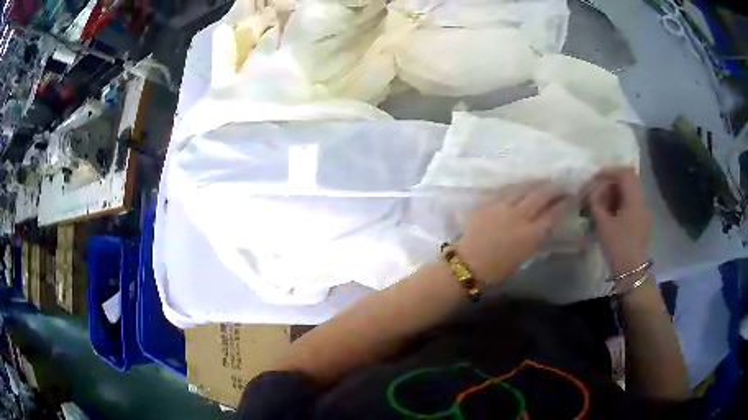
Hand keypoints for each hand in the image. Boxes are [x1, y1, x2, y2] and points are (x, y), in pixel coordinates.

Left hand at [456, 183, 568, 280]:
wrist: (467, 265)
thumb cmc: (496, 272)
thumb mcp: (523, 258)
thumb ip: (534, 241)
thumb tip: (541, 228)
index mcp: (530, 235)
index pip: (553, 214)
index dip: (564, 204)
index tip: (571, 196)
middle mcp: (519, 216)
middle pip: (540, 196)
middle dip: (553, 188)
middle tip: (561, 183)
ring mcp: (501, 207)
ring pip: (522, 189)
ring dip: (535, 184)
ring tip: (543, 180)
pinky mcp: (486, 203)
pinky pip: (503, 191)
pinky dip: (514, 187)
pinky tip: (519, 185)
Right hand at [587, 167, 653, 275]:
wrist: (633, 273)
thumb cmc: (619, 247)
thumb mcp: (603, 225)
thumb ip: (596, 204)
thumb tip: (590, 192)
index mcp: (634, 199)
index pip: (624, 173)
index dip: (609, 171)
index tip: (595, 178)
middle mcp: (642, 201)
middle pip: (628, 181)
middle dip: (611, 182)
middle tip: (597, 191)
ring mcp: (643, 212)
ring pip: (630, 193)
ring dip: (615, 193)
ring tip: (601, 204)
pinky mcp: (642, 223)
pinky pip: (631, 205)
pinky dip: (620, 203)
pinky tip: (610, 215)